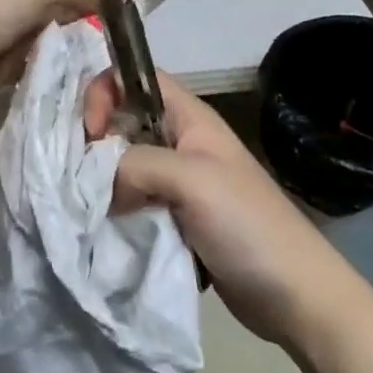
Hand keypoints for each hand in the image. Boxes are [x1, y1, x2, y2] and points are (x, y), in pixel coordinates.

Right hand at [86, 69, 366, 345]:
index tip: (89, 135)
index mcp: (188, 118)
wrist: (295, 295)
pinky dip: (112, 209)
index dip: (104, 91)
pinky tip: (99, 227)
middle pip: (122, 121)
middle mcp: (179, 142)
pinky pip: (132, 201)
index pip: (135, 78)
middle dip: (93, 140)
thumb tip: (94, 179)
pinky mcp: (174, 219)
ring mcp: (177, 183)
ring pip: (124, 164)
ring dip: (100, 180)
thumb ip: (136, 163)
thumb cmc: (248, 224)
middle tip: (77, 176)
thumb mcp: (192, 180)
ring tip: (82, 206)